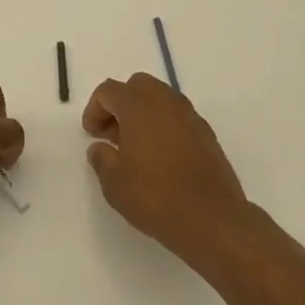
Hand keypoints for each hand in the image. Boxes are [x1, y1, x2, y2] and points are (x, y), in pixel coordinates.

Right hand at [82, 73, 249, 266]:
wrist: (212, 220)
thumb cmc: (156, 197)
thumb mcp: (114, 183)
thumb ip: (101, 158)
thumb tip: (100, 148)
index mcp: (138, 107)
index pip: (108, 91)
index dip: (94, 109)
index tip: (92, 135)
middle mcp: (165, 102)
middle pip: (137, 85)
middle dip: (120, 103)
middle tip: (113, 133)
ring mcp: (190, 116)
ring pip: (161, 98)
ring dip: (144, 112)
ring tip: (137, 145)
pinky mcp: (207, 134)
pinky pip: (178, 116)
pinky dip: (164, 125)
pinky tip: (161, 156)